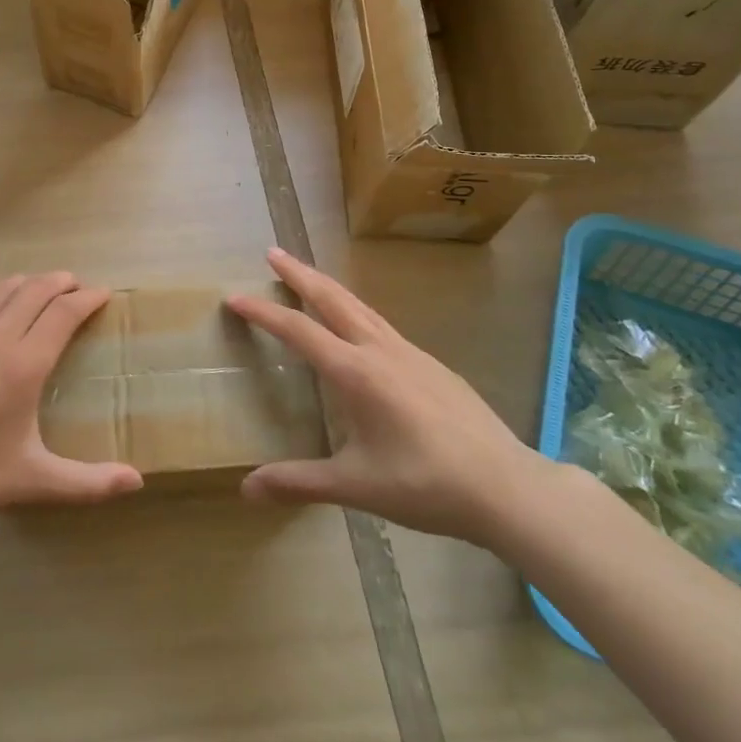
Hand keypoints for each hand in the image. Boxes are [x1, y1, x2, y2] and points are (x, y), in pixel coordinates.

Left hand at [0, 272, 142, 530]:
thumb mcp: (34, 480)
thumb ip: (89, 482)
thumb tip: (137, 483)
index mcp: (24, 365)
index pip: (64, 313)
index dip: (88, 298)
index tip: (103, 294)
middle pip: (36, 290)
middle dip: (62, 283)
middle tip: (77, 288)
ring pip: (1, 288)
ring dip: (27, 281)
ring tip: (41, 288)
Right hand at [225, 248, 552, 548]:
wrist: (506, 486)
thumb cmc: (425, 485)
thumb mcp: (356, 485)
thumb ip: (299, 481)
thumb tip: (246, 488)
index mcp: (355, 372)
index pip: (298, 331)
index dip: (263, 312)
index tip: (234, 297)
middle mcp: (380, 350)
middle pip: (332, 298)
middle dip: (299, 274)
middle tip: (273, 253)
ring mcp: (410, 353)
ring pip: (360, 306)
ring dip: (329, 287)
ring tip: (309, 277)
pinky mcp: (432, 364)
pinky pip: (383, 324)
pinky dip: (356, 310)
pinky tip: (359, 328)